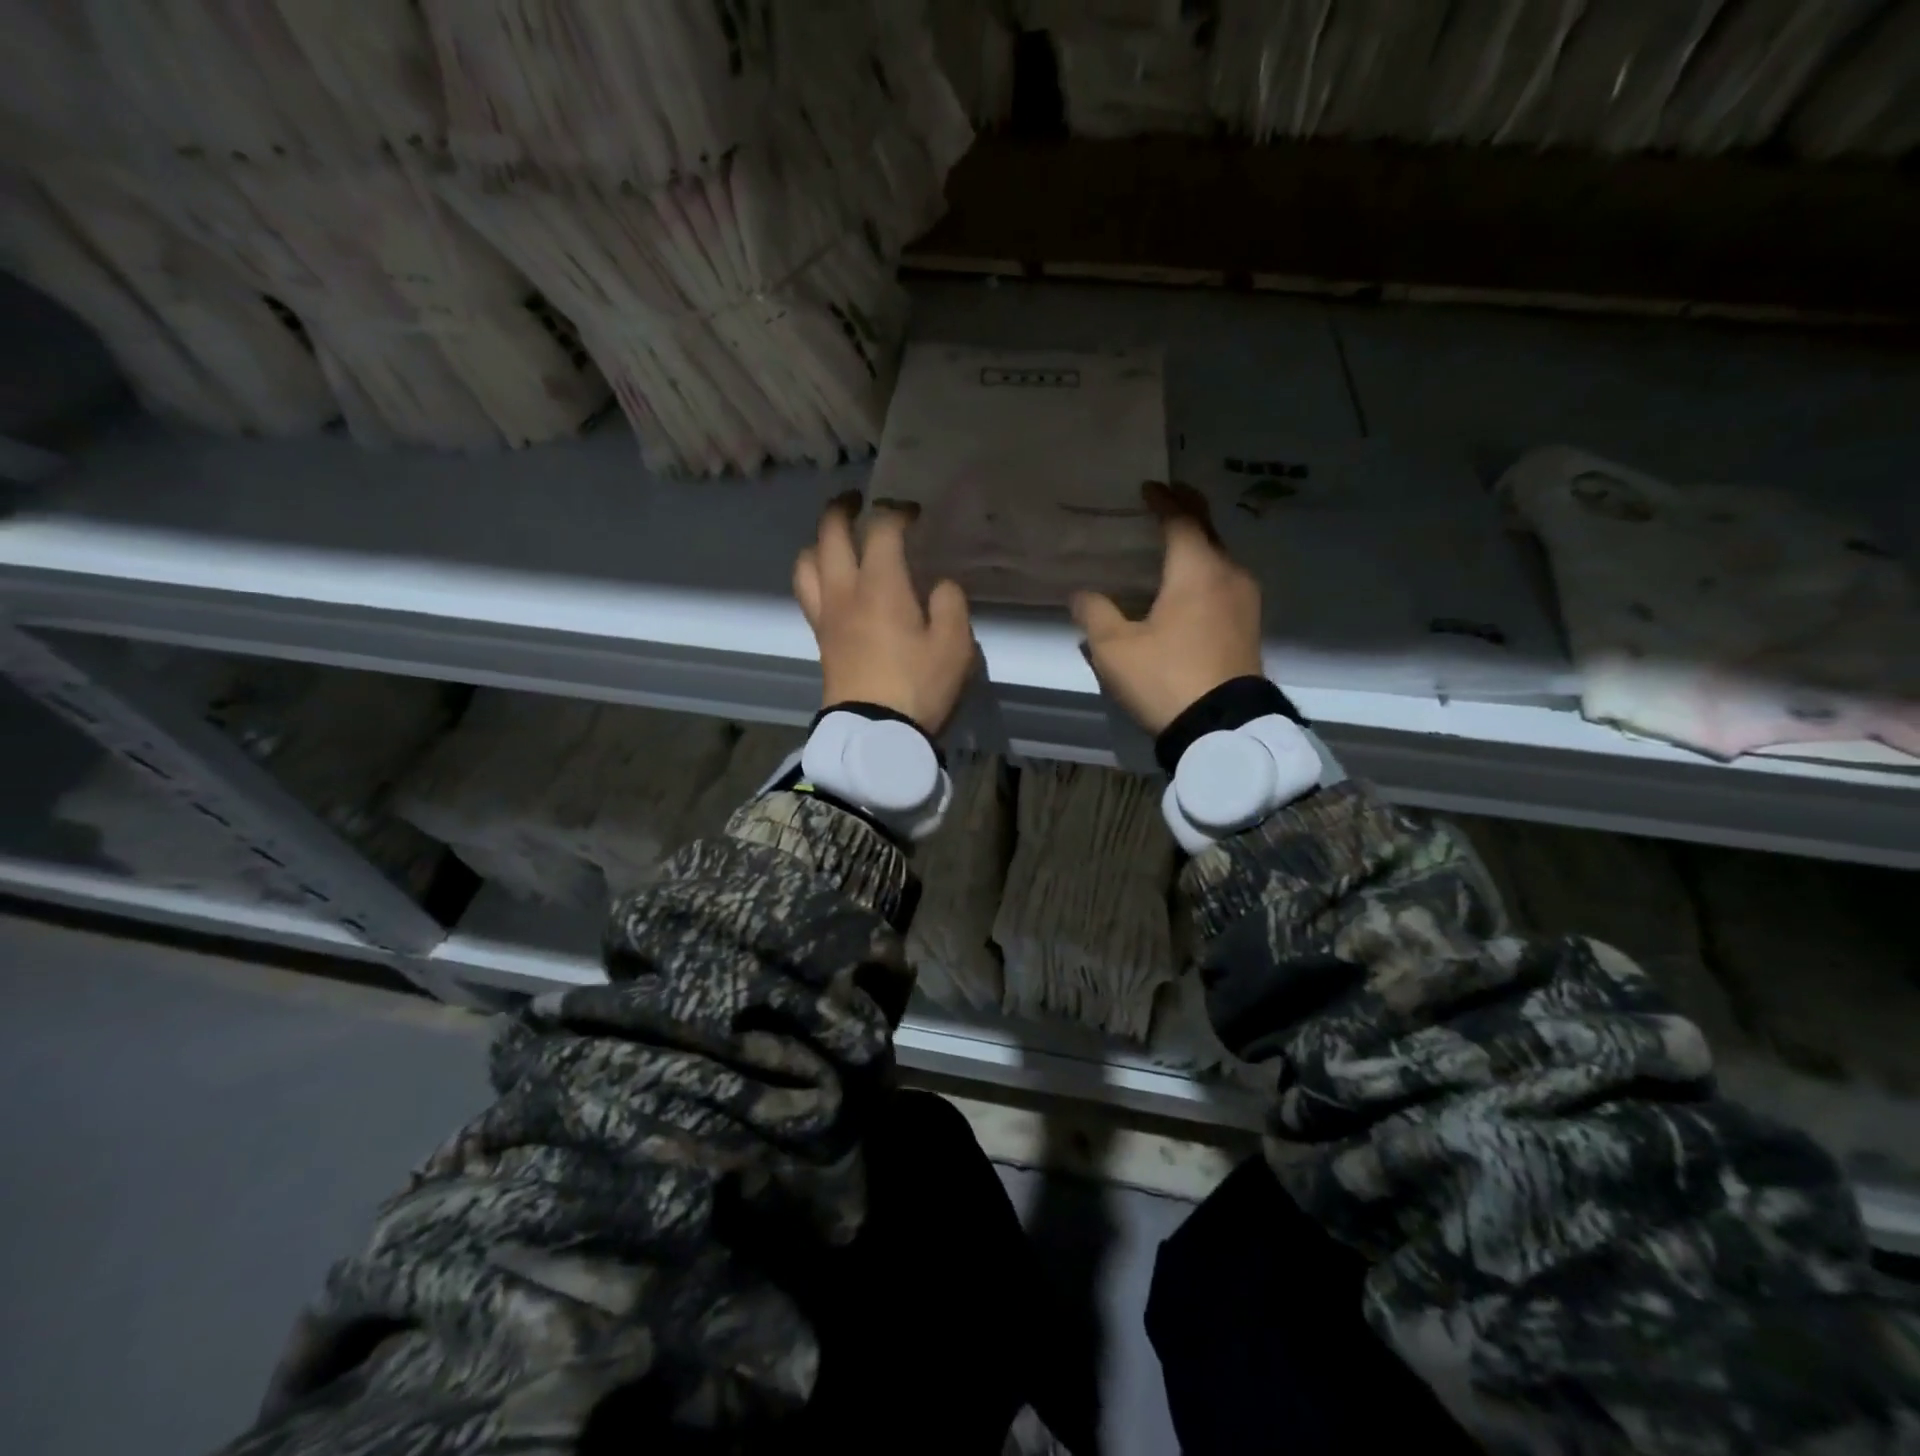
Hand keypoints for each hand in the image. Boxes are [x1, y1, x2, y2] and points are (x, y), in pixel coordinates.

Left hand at [793, 492, 974, 735]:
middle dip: (843, 509)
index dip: (896, 511)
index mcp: (880, 585)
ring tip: (836, 540)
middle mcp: (845, 590)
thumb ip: (950, 604)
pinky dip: (815, 572)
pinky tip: (833, 581)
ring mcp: (826, 615)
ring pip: (806, 561)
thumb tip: (937, 586)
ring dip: (819, 541)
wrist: (875, 734)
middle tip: (859, 501)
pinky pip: (807, 591)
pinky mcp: (820, 639)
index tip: (913, 513)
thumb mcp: (955, 644)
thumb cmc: (918, 686)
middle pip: (829, 533)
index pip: (881, 529)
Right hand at [1071, 481, 1262, 734]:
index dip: (1163, 501)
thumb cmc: (1166, 678)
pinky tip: (1190, 588)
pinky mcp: (1249, 628)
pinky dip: (1205, 573)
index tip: (1148, 488)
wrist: (1223, 727)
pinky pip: (1225, 584)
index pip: (1181, 520)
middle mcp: (1228, 575)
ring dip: (1197, 547)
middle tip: (1165, 502)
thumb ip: (1096, 614)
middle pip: (1208, 533)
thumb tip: (1082, 594)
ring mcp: (1245, 602)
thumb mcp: (1115, 649)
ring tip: (1173, 547)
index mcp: (1196, 570)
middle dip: (1186, 514)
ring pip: (1219, 559)